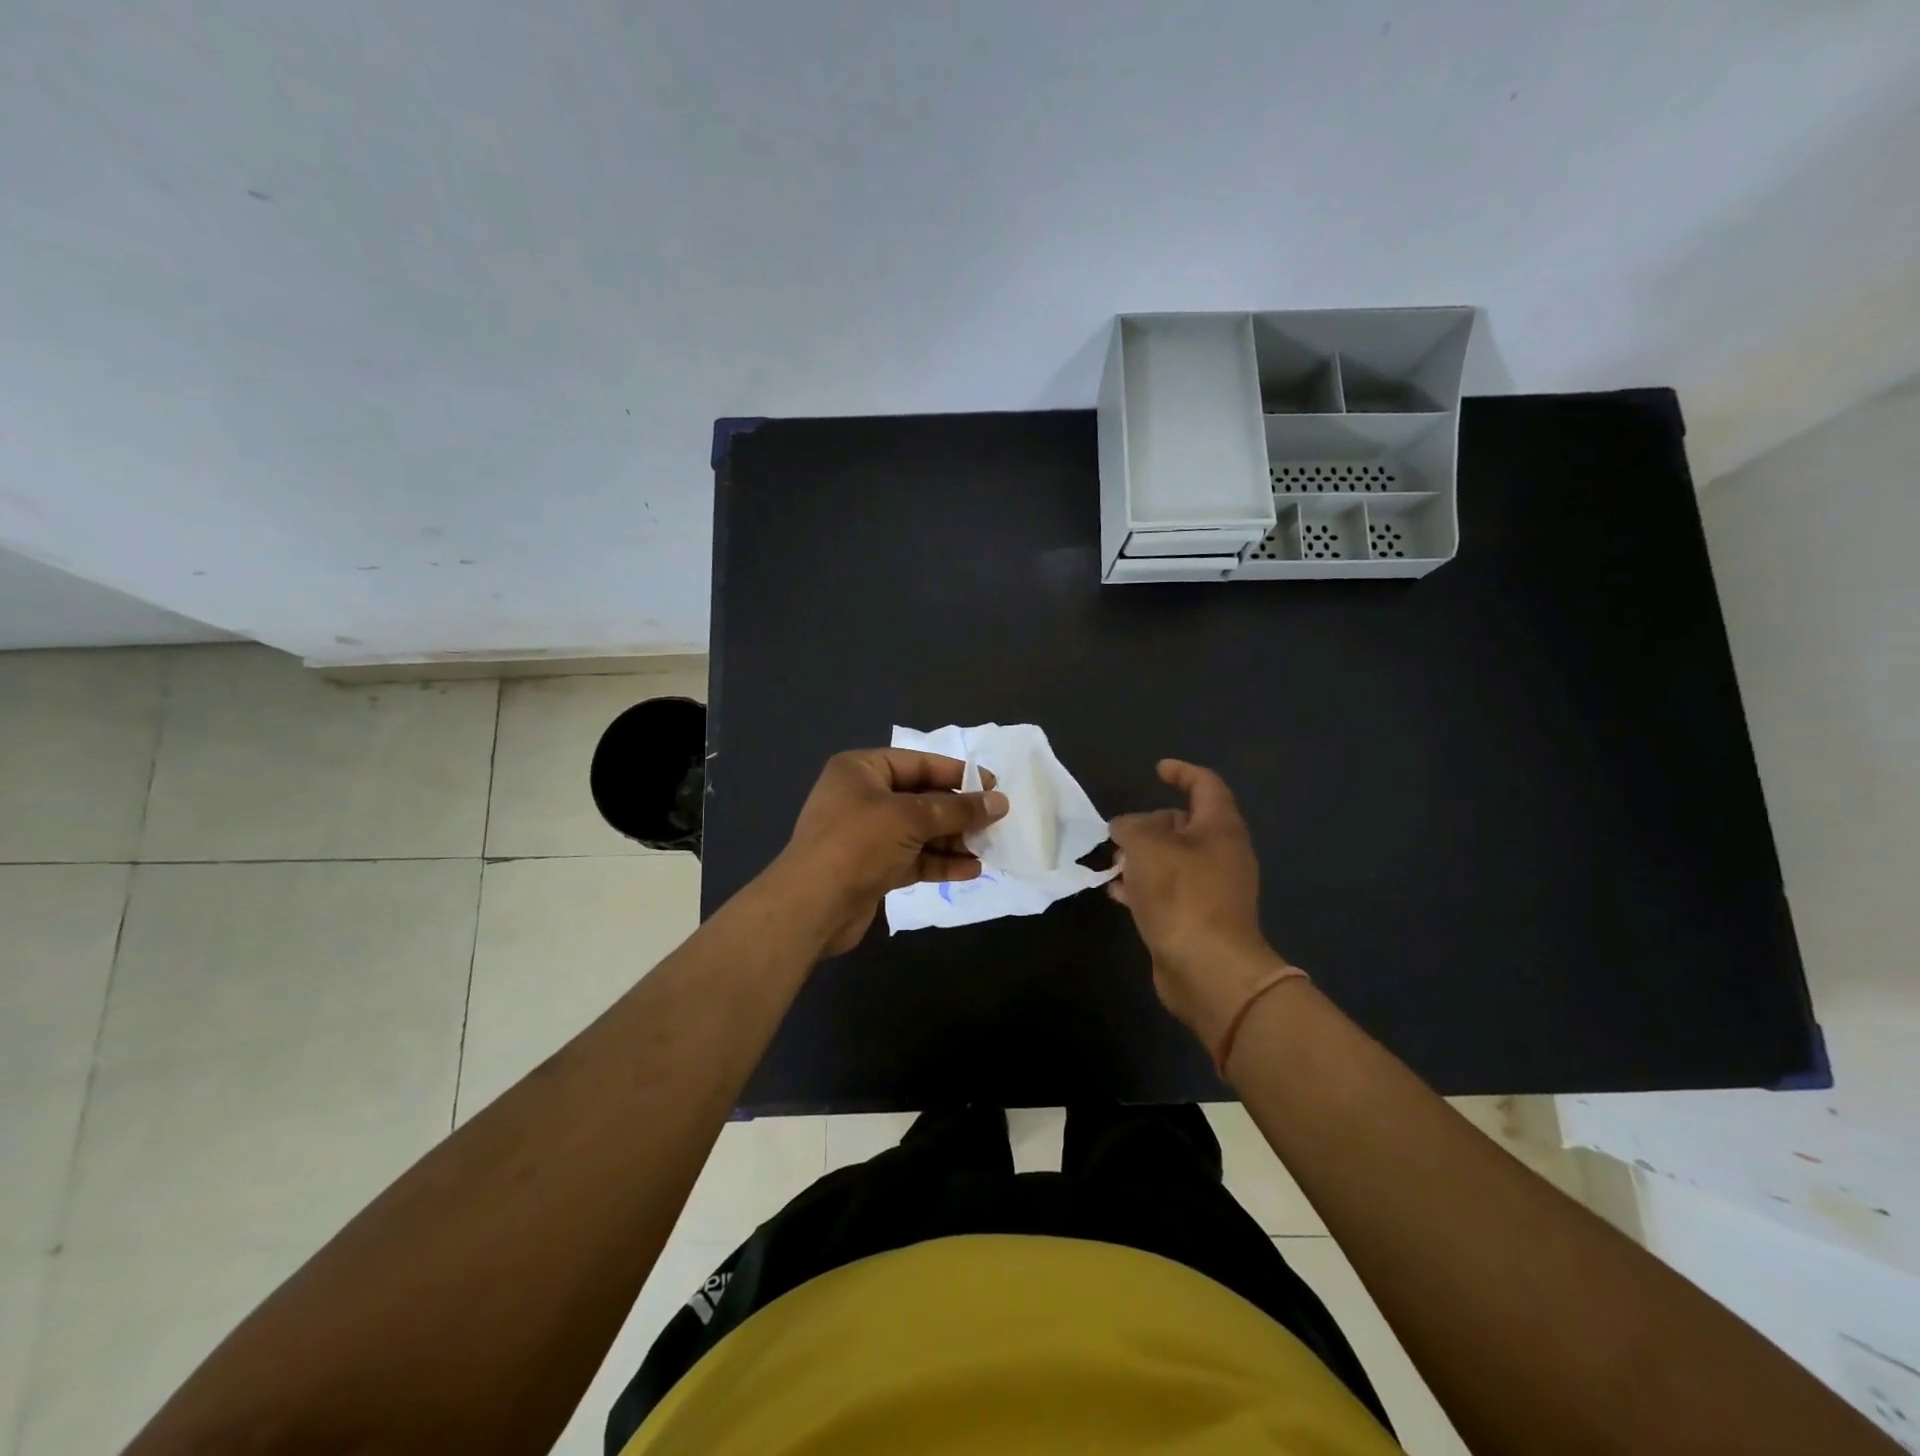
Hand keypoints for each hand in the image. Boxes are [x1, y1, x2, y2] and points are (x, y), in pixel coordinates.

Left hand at [771, 748, 1007, 956]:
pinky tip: (971, 870)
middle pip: (921, 798)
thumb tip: (999, 802)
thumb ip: (957, 808)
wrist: (812, 905)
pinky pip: (913, 858)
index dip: (957, 773)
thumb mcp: (911, 817)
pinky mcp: (873, 868)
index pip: (918, 763)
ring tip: (988, 848)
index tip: (994, 785)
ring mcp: (866, 835)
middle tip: (995, 821)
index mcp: (862, 770)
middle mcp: (862, 797)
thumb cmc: (858, 843)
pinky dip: (940, 862)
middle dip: (958, 811)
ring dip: (953, 839)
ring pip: (920, 831)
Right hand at [1109, 759, 1293, 1050]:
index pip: (1206, 785)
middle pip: (1185, 824)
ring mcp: (1211, 889)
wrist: (1207, 968)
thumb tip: (1124, 828)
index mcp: (1220, 828)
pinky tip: (1116, 890)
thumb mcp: (1146, 847)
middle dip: (1151, 823)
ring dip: (1142, 856)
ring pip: (1173, 860)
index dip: (1182, 772)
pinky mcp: (1196, 918)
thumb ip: (1130, 828)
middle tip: (1120, 830)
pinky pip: (1167, 890)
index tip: (1157, 770)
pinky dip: (1143, 885)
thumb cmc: (1182, 894)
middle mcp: (1221, 854)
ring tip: (1111, 860)